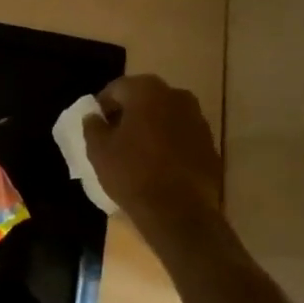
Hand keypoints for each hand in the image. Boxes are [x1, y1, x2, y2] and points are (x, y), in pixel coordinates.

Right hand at [83, 74, 222, 231]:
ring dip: (151, 127)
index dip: (103, 105)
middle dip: (129, 113)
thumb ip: (93, 126)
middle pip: (145, 98)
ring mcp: (198, 120)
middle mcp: (177, 96)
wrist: (181, 213)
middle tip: (115, 136)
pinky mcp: (211, 145)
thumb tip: (94, 117)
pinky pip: (182, 136)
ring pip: (166, 116)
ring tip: (137, 152)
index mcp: (147, 91)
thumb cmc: (133, 174)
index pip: (117, 88)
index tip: (97, 125)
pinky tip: (159, 165)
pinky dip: (170, 143)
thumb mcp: (99, 151)